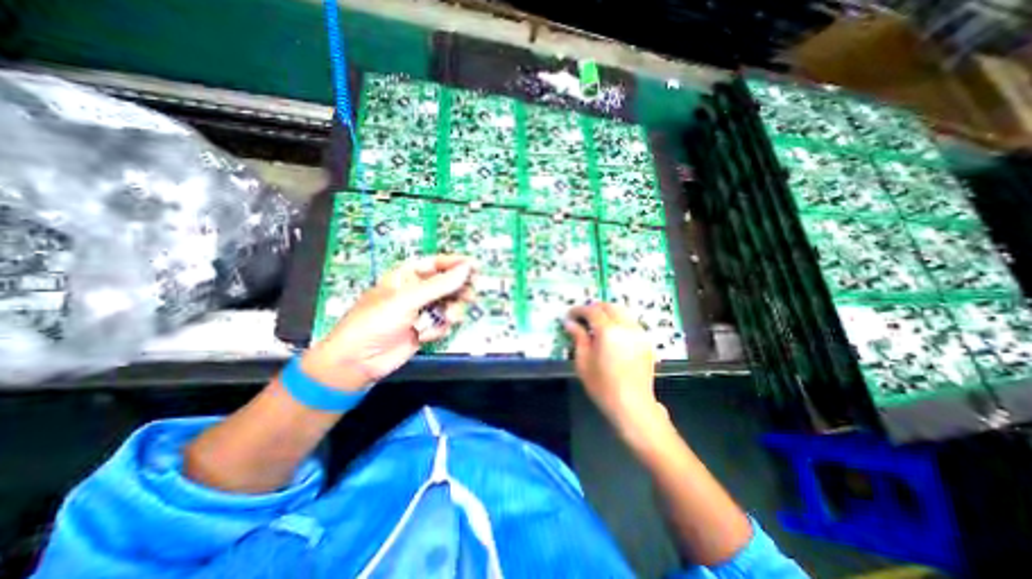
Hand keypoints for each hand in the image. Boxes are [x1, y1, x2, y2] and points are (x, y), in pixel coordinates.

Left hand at [300, 256, 474, 391]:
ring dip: (451, 312)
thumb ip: (440, 284)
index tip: (476, 266)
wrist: (358, 361)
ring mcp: (422, 311)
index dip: (456, 263)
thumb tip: (467, 268)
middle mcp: (417, 291)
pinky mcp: (425, 329)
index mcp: (407, 276)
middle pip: (447, 284)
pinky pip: (443, 323)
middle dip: (458, 290)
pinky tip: (425, 335)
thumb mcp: (407, 299)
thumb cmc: (376, 321)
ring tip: (448, 318)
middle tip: (470, 294)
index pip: (437, 263)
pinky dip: (438, 329)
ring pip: (449, 305)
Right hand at [562, 304, 665, 434]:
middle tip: (582, 317)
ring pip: (622, 311)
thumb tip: (570, 322)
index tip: (569, 315)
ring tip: (596, 323)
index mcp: (608, 331)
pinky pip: (630, 322)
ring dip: (607, 312)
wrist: (633, 405)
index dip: (579, 310)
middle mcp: (626, 327)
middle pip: (609, 306)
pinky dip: (619, 320)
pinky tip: (612, 333)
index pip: (592, 311)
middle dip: (594, 308)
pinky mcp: (646, 341)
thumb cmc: (603, 386)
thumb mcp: (583, 362)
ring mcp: (639, 333)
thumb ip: (578, 338)